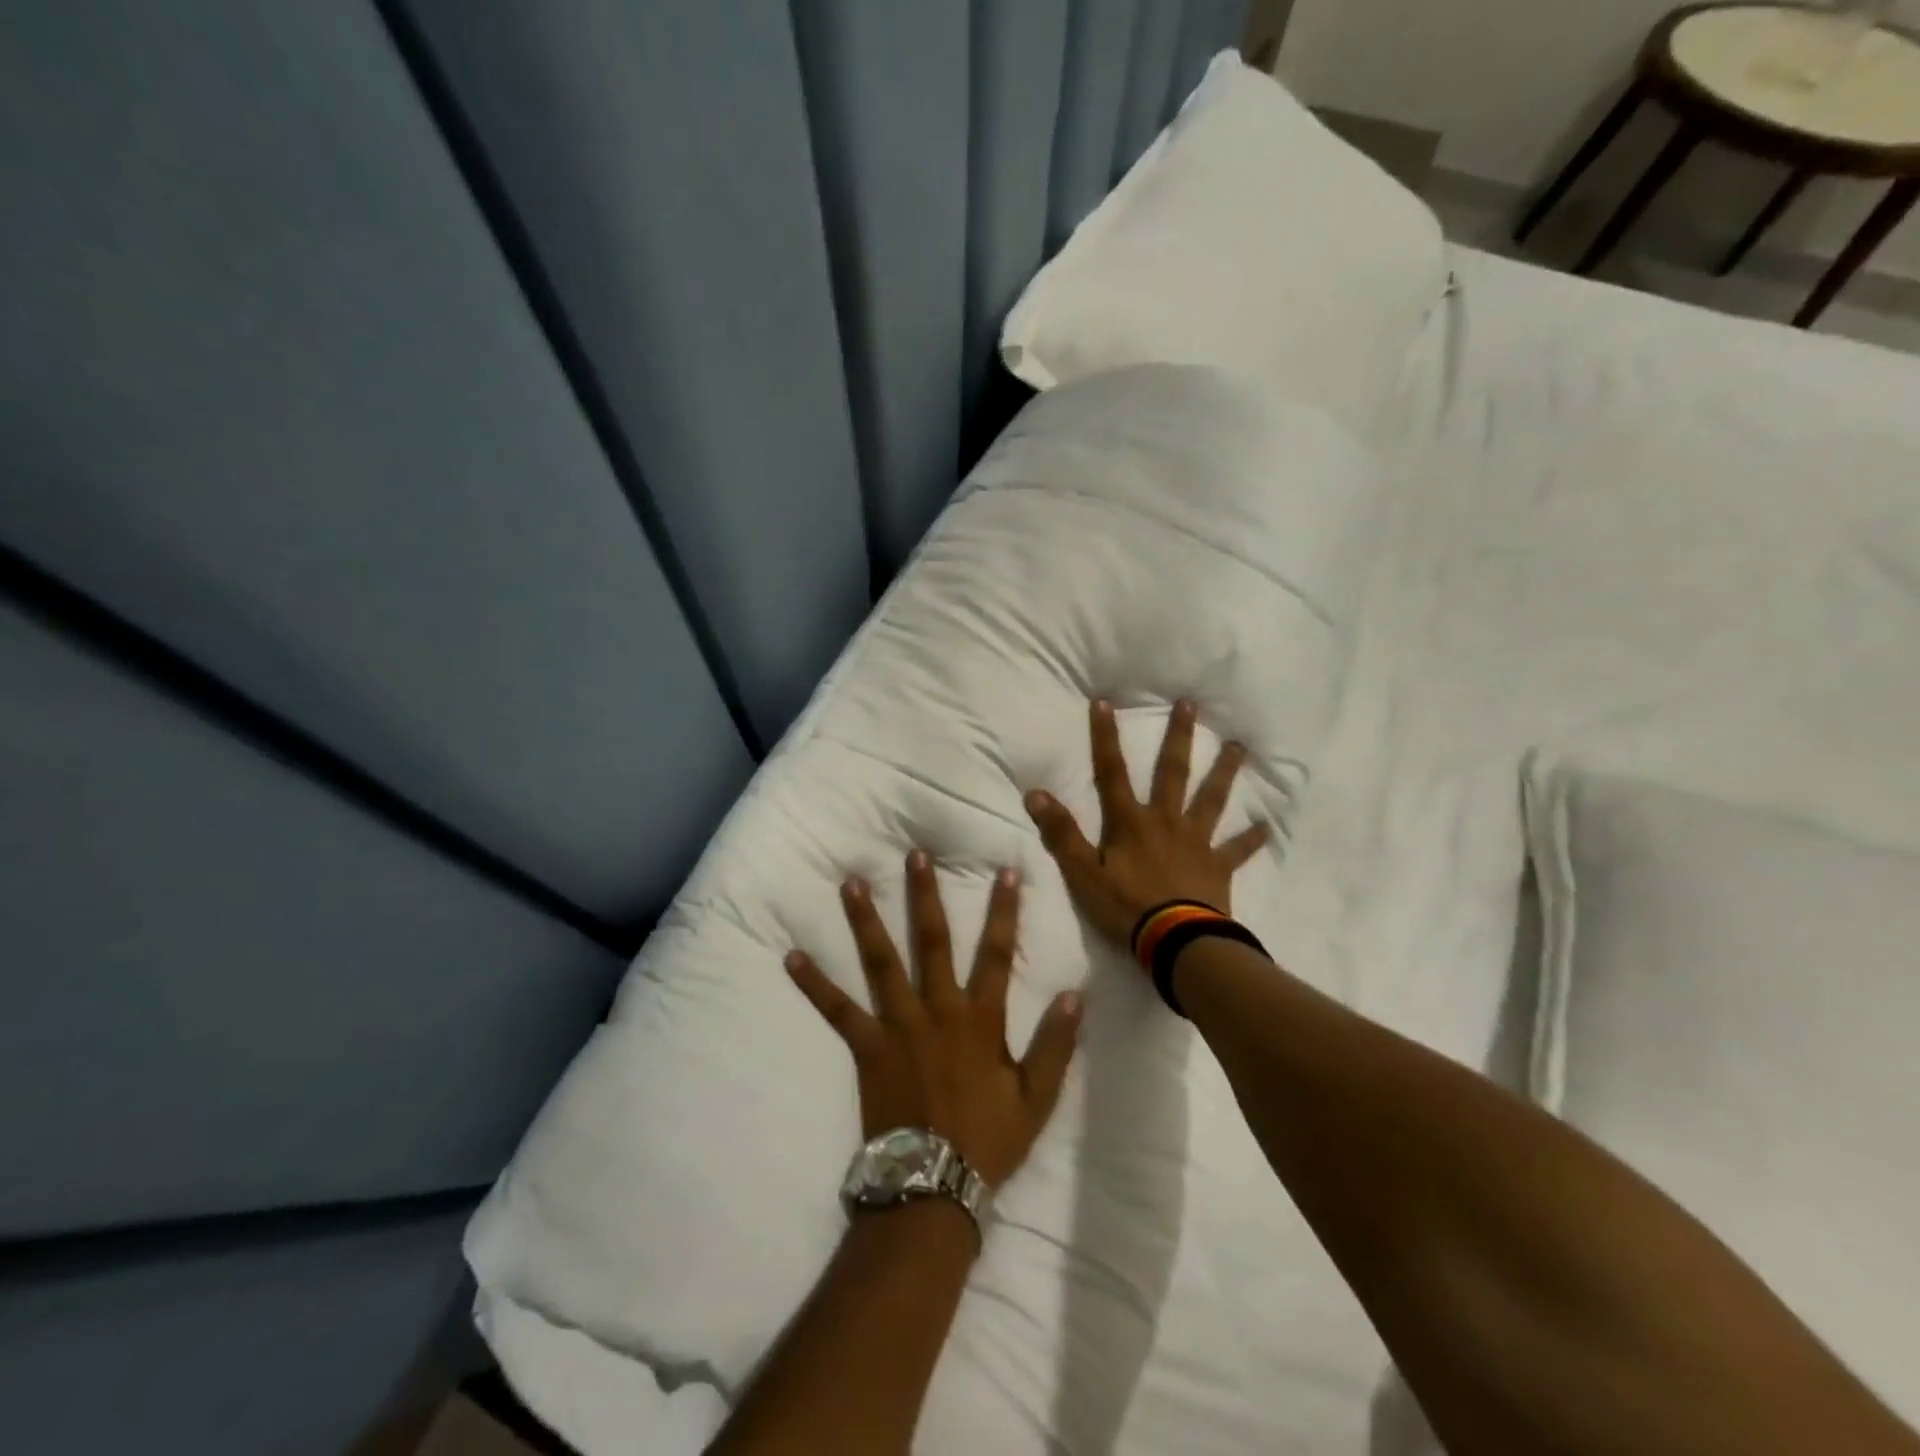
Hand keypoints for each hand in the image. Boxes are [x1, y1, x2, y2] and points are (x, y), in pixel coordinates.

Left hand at [786, 850, 1082, 1190]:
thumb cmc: (987, 1140)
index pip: (997, 953)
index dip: (1003, 910)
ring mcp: (898, 1024)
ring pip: (882, 962)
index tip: (1005, 871)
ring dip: (867, 921)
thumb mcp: (1037, 1097)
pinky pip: (837, 1009)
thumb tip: (1075, 994)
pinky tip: (793, 955)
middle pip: (933, 941)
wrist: (934, 1185)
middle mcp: (938, 1009)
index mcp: (980, 1018)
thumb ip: (1056, 1043)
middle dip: (925, 895)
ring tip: (852, 884)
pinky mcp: (867, 1046)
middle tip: (915, 855)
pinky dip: (815, 983)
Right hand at [1024, 698, 1268, 953]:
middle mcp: (1166, 821)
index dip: (1105, 738)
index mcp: (1130, 822)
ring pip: (1212, 800)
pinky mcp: (1218, 867)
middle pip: (1173, 772)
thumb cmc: (1126, 906)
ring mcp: (1196, 842)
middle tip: (1190, 704)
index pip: (1112, 772)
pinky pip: (1237, 850)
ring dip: (1224, 772)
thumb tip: (1036, 793)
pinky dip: (1250, 839)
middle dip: (1178, 737)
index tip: (1104, 702)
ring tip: (1239, 747)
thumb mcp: (1082, 873)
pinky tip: (1265, 826)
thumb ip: (1061, 833)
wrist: (1176, 941)